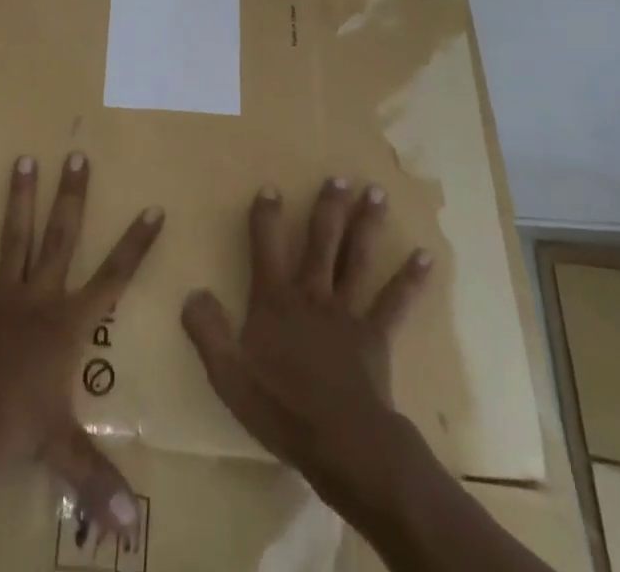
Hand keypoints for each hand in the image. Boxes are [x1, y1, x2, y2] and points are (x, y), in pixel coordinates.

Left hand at [0, 152, 162, 538]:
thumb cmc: (15, 428)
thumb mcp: (62, 451)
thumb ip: (99, 481)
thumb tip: (133, 530)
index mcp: (68, 323)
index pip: (114, 277)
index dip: (136, 244)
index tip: (153, 207)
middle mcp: (39, 295)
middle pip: (62, 237)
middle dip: (73, 196)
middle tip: (77, 153)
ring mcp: (2, 293)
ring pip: (16, 236)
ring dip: (20, 198)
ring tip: (23, 158)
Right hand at [179, 176, 431, 498]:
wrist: (341, 443)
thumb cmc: (281, 407)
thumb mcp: (228, 373)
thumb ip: (207, 329)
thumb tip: (192, 292)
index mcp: (275, 300)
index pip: (266, 246)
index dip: (266, 216)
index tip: (271, 188)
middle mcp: (312, 293)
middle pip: (321, 240)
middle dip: (328, 206)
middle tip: (340, 177)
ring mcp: (347, 311)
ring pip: (356, 258)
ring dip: (367, 224)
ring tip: (376, 192)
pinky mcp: (376, 335)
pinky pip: (395, 302)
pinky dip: (411, 279)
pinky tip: (426, 255)